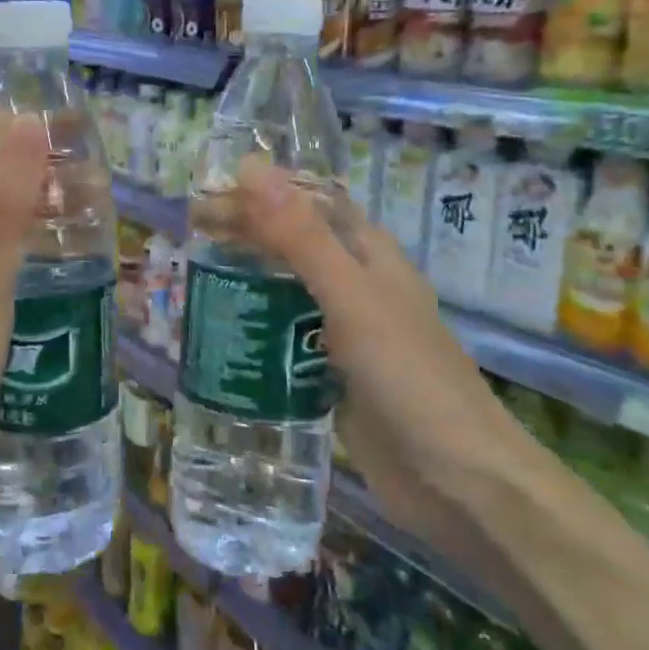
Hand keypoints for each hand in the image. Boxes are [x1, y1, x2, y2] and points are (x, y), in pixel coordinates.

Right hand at [229, 158, 528, 550]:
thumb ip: (301, 237)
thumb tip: (250, 168)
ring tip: (193, 278)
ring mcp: (346, 334)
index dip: (262, 191)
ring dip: (247, 282)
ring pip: (288, 293)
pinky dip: (256, 331)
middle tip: (189, 234)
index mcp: (369, 255)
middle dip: (246, 235)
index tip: (209, 192)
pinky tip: (221, 335)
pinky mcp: (333, 376)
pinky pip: (287, 341)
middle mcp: (358, 286)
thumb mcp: (351, 298)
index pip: (309, 203)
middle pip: (294, 245)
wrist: (459, 482)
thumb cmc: (408, 377)